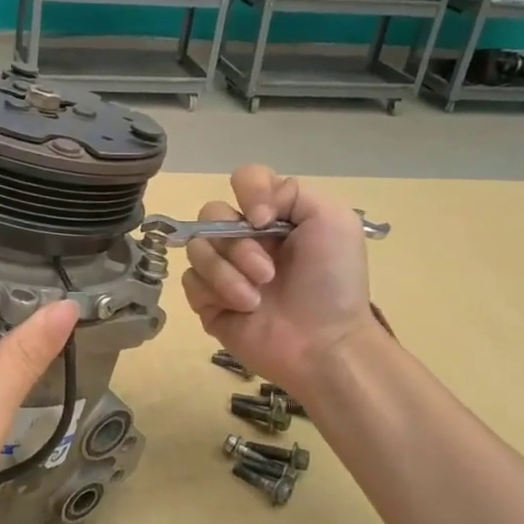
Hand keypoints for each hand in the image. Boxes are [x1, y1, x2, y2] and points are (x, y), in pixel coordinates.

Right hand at [181, 166, 378, 392]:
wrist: (324, 343)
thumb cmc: (333, 282)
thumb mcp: (333, 221)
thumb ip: (291, 192)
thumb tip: (249, 213)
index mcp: (274, 216)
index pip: (244, 180)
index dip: (248, 192)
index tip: (264, 220)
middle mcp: (245, 237)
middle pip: (212, 213)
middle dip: (238, 245)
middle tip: (267, 274)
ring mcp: (223, 269)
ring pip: (197, 248)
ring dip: (228, 273)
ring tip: (255, 298)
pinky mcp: (206, 301)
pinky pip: (190, 281)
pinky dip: (215, 292)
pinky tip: (242, 309)